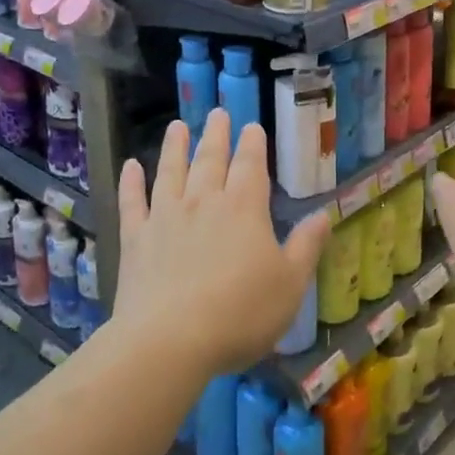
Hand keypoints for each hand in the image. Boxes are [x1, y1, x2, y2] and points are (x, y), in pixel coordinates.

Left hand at [114, 110, 329, 375]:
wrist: (169, 341)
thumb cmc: (240, 313)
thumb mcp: (290, 285)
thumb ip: (306, 247)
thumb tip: (324, 215)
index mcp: (244, 208)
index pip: (250, 165)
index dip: (252, 144)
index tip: (251, 126)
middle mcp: (204, 202)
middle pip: (210, 159)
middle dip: (216, 135)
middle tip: (218, 113)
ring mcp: (165, 217)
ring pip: (171, 171)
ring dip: (175, 146)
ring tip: (177, 126)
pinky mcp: (135, 239)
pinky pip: (133, 202)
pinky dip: (131, 182)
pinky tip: (130, 166)